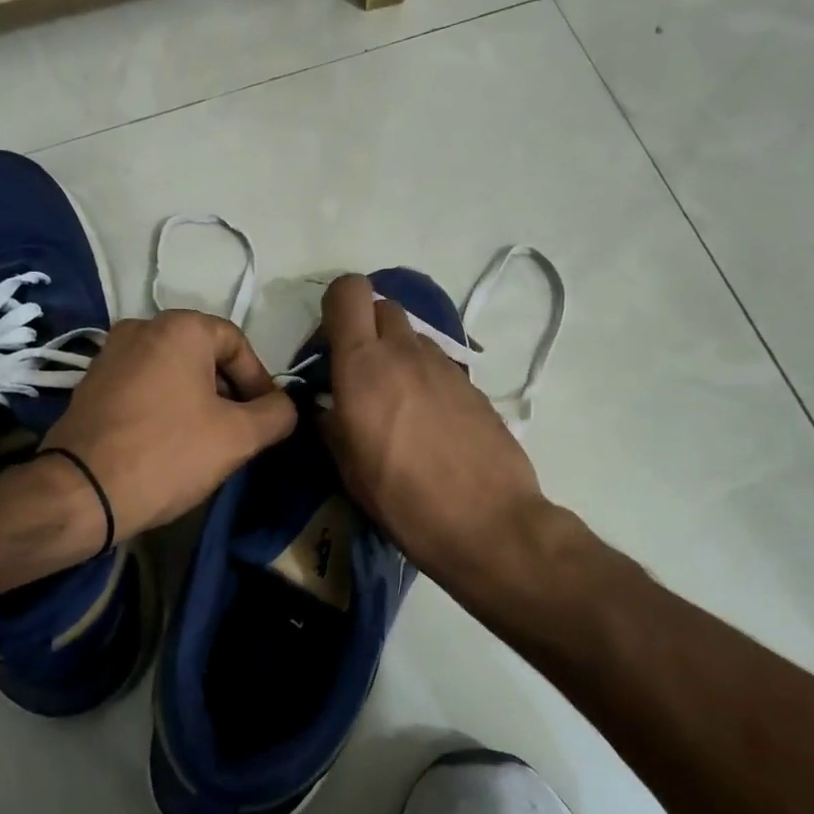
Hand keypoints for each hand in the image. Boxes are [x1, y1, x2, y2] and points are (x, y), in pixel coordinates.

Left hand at [40, 310, 296, 540]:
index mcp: (180, 328)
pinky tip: (168, 444)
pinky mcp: (90, 384)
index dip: (259, 381)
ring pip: (174, 372)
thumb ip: (277, 414)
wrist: (81, 493)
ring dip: (198, 401)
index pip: (238, 344)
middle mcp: (142, 327)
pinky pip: (144, 386)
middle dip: (229, 393)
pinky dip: (165, 406)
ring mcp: (110, 354)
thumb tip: (285, 405)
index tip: (264, 419)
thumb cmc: (168, 454)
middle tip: (239, 433)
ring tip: (205, 442)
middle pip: (205, 356)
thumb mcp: (239, 436)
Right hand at [317, 275, 551, 598]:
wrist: (488, 522)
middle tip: (360, 370)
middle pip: (382, 306)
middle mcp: (404, 352)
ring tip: (396, 402)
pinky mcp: (473, 385)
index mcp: (363, 366)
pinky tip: (429, 421)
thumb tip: (325, 406)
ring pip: (412, 336)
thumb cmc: (403, 500)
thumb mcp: (348, 468)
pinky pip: (438, 364)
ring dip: (396, 353)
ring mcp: (444, 366)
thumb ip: (330, 423)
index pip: (348, 291)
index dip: (335, 305)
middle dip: (365, 326)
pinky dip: (425, 376)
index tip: (330, 342)